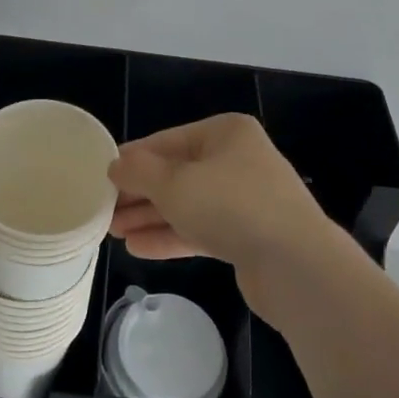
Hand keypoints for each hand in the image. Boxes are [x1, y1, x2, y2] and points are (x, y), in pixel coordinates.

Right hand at [108, 114, 338, 311]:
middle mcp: (237, 159)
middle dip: (139, 193)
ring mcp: (246, 199)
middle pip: (177, 172)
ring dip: (150, 217)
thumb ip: (139, 172)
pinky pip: (201, 229)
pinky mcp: (248, 235)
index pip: (167, 140)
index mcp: (225, 133)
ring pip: (188, 203)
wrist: (296, 264)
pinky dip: (172, 235)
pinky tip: (139, 248)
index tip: (101, 177)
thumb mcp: (174, 183)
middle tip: (103, 211)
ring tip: (113, 232)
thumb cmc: (231, 206)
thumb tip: (115, 165)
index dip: (133, 159)